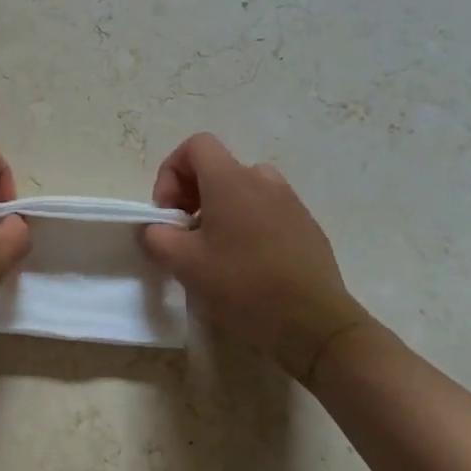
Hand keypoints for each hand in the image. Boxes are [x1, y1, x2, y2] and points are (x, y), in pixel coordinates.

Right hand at [141, 133, 370, 378]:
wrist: (314, 324)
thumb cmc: (243, 285)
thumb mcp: (183, 263)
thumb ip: (156, 237)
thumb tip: (155, 230)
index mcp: (230, 180)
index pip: (196, 146)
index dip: (172, 172)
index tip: (169, 212)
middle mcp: (263, 180)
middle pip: (218, 169)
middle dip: (193, 195)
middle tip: (186, 234)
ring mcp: (290, 202)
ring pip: (244, 191)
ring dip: (222, 210)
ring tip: (216, 250)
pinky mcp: (307, 227)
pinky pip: (268, 212)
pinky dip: (249, 226)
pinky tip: (248, 266)